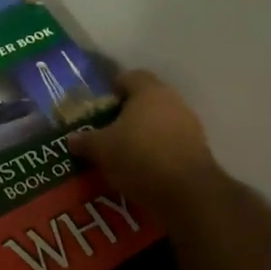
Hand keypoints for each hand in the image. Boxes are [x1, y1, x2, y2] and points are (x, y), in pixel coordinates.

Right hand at [69, 70, 224, 216]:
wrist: (186, 192)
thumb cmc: (138, 156)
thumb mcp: (101, 149)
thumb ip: (85, 141)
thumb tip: (72, 139)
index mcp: (149, 91)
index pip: (130, 76)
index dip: (113, 87)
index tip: (101, 104)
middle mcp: (173, 101)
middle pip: (147, 100)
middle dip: (127, 113)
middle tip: (107, 129)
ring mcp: (189, 125)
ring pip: (160, 122)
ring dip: (143, 133)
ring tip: (123, 152)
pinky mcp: (198, 149)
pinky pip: (171, 142)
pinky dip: (157, 150)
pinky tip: (142, 168)